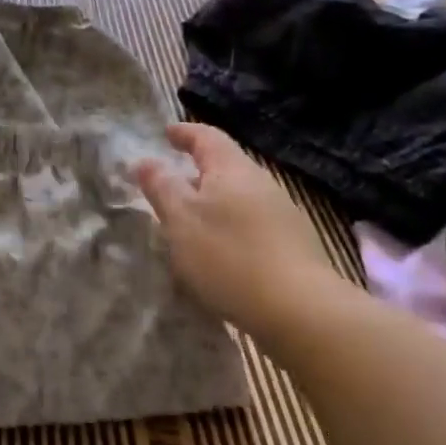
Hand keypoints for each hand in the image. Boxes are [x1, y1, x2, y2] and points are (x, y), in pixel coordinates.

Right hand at [135, 123, 337, 345]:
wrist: (301, 311)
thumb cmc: (230, 255)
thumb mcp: (181, 219)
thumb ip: (161, 186)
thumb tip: (145, 161)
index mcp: (233, 168)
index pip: (207, 136)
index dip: (185, 133)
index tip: (167, 134)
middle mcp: (261, 182)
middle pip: (226, 166)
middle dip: (198, 171)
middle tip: (173, 182)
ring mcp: (283, 214)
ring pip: (240, 197)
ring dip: (214, 203)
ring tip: (192, 222)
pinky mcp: (293, 246)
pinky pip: (253, 223)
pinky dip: (231, 227)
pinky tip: (222, 252)